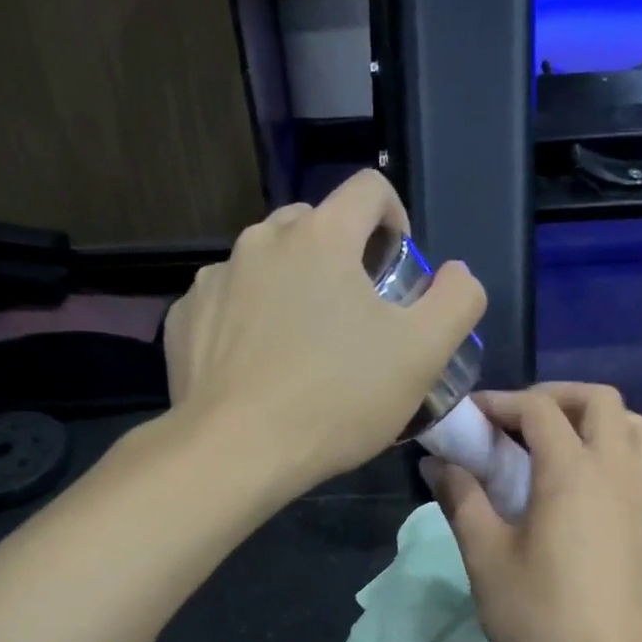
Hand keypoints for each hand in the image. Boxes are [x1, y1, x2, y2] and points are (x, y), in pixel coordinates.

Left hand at [164, 171, 485, 494]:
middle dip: (343, 258)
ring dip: (294, 289)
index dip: (395, 220)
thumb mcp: (422, 355)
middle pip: (315, 225)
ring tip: (305, 349)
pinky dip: (250, 321)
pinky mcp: (184, 319)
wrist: (236, 452)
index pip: (369, 189)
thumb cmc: (338, 400)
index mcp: (322, 236)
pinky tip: (261, 368)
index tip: (399, 270)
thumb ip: (456, 302)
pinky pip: (229, 303)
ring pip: (268, 265)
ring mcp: (215, 279)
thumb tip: (457, 274)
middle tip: (357, 319)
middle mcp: (261, 241)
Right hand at [427, 383, 641, 641]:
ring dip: (594, 418)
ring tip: (555, 444)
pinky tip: (577, 483)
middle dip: (553, 397)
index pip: (539, 410)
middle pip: (598, 400)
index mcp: (573, 474)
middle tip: (514, 424)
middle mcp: (615, 472)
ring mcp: (640, 497)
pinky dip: (613, 446)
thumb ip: (463, 502)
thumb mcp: (487, 560)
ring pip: (634, 425)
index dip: (500, 404)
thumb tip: (438, 464)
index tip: (468, 420)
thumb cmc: (542, 620)